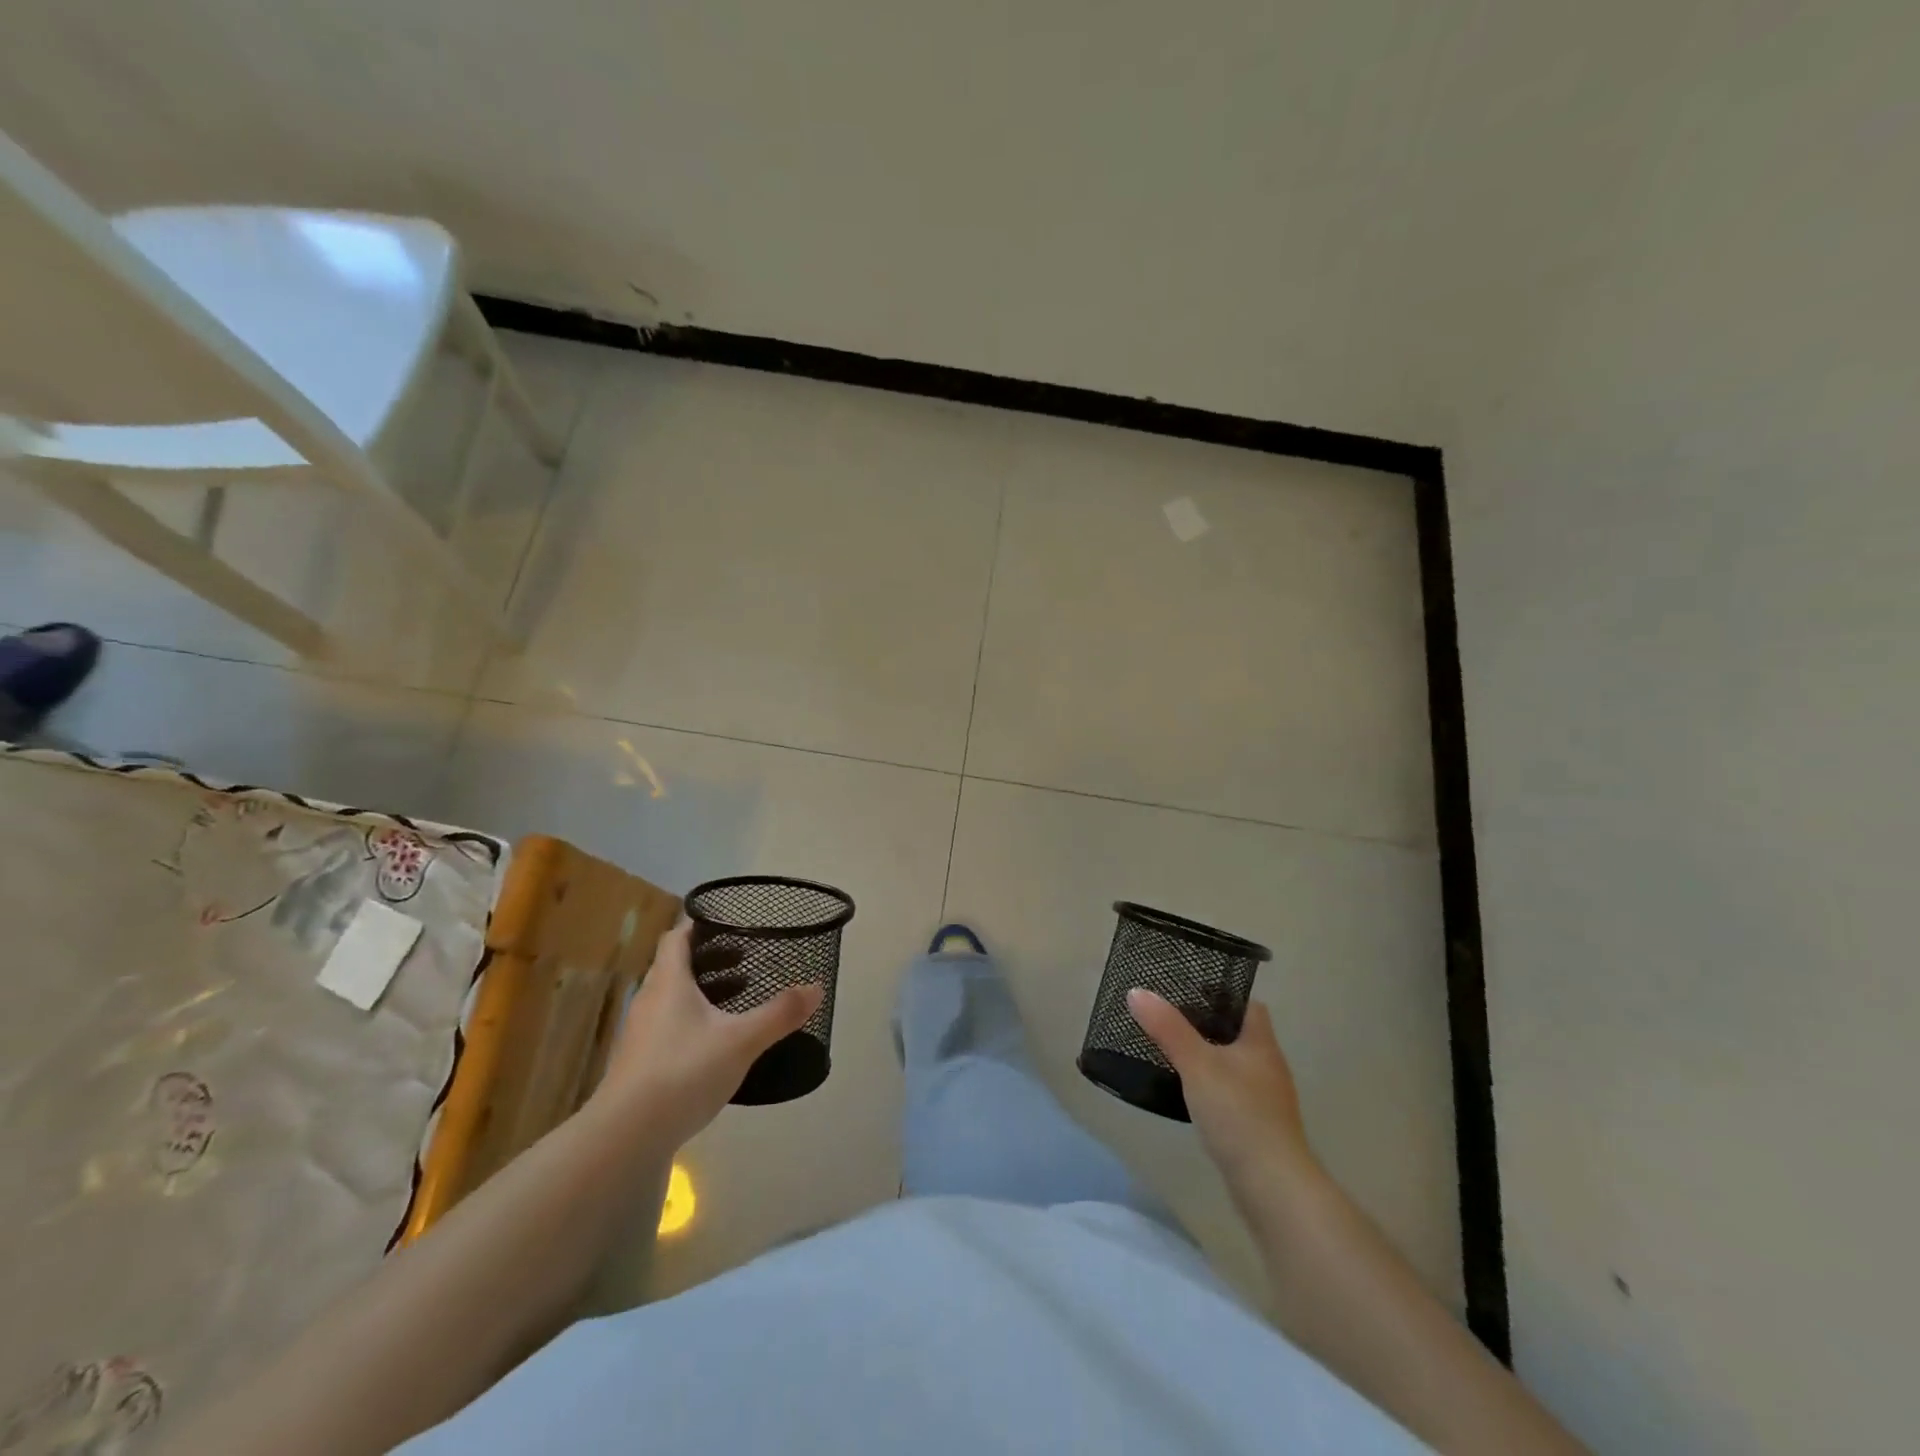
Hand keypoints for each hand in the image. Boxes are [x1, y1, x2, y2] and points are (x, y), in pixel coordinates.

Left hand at [593, 919, 821, 1149]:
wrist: (625, 1138)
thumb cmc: (683, 1072)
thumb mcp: (741, 1041)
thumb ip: (779, 1013)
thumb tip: (816, 986)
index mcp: (669, 982)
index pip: (677, 937)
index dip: (699, 924)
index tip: (728, 921)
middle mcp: (650, 1001)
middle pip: (675, 967)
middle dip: (710, 959)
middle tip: (745, 959)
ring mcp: (641, 1035)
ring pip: (672, 999)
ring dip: (702, 993)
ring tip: (738, 999)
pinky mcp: (639, 1065)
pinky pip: (669, 1028)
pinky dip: (693, 1023)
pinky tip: (716, 1044)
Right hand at [1127, 988, 1316, 1182]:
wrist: (1273, 1187)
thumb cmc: (1239, 1114)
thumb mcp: (1197, 1064)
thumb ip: (1168, 1028)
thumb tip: (1137, 992)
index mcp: (1261, 1044)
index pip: (1248, 1005)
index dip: (1222, 994)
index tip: (1189, 990)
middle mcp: (1268, 1067)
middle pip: (1238, 1035)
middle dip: (1208, 1025)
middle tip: (1169, 1018)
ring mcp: (1266, 1100)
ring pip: (1233, 1066)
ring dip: (1208, 1058)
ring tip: (1172, 1051)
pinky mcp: (1257, 1128)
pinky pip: (1231, 1094)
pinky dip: (1211, 1088)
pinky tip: (1188, 1093)